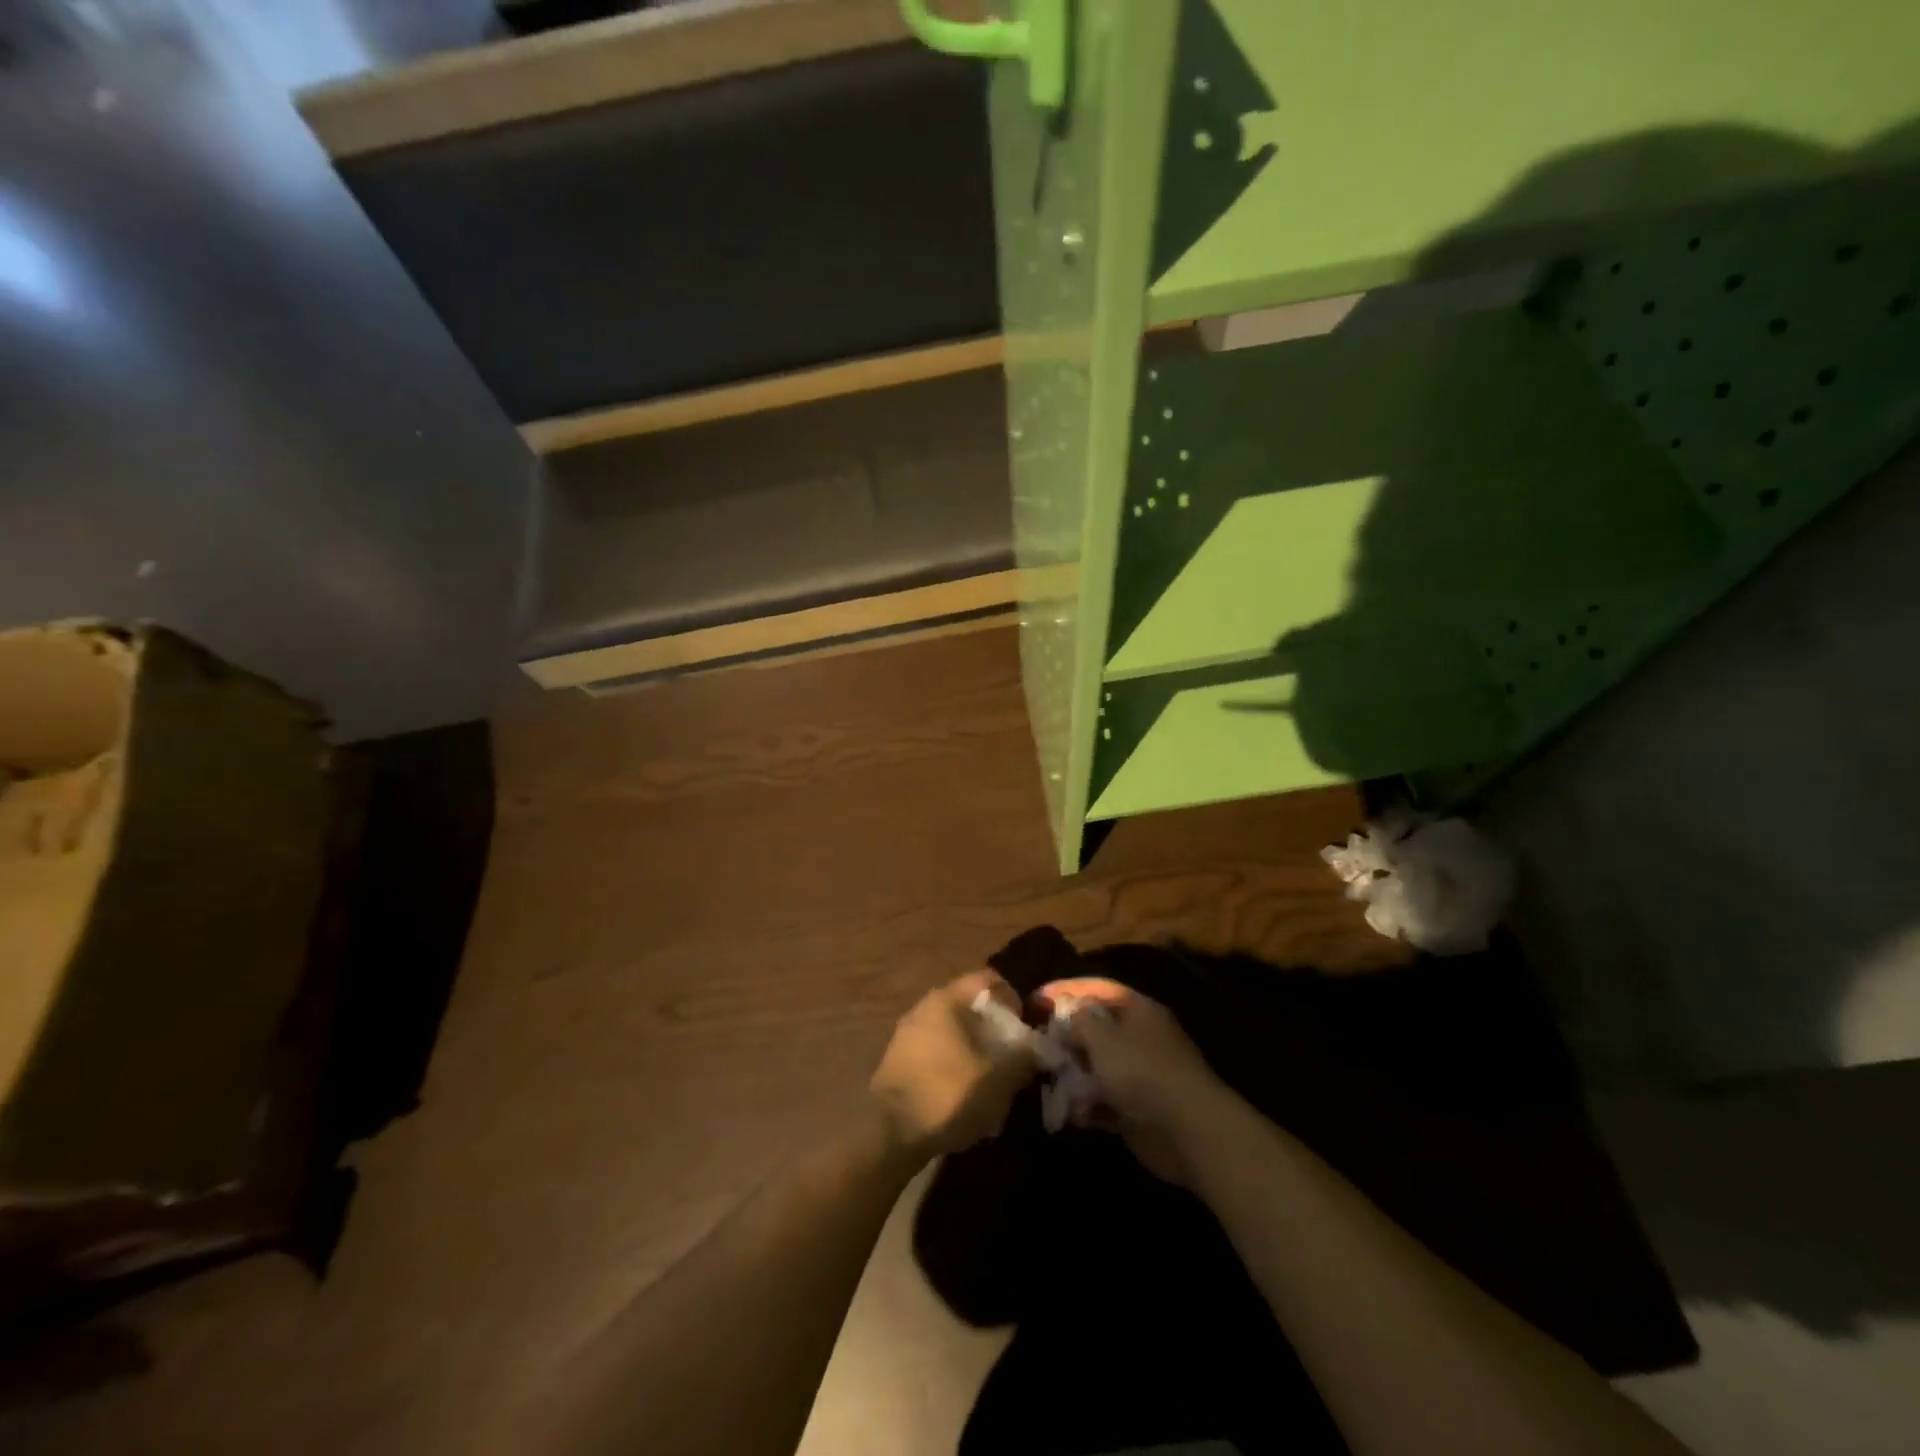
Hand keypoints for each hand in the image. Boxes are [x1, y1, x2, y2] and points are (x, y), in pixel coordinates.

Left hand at [869, 970, 1036, 1160]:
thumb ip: (1024, 1057)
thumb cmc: (948, 1094)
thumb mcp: (999, 1078)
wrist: (888, 1134)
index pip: (987, 979)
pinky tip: (964, 1095)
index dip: (1012, 998)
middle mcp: (923, 1007)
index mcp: (946, 999)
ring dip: (975, 1048)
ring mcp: (907, 1034)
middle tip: (1012, 1056)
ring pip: (953, 1030)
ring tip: (991, 1080)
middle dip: (994, 1027)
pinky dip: (955, 1064)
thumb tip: (1036, 1048)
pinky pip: (936, 1051)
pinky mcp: (898, 1061)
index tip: (1024, 1027)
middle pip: (969, 1005)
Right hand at [1038, 978, 1225, 1184]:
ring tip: (1050, 1082)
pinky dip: (1087, 1107)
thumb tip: (1067, 1018)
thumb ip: (1078, 1022)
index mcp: (1138, 1010)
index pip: (1098, 989)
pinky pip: (1104, 1102)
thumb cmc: (1142, 1071)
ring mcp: (1140, 1076)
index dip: (1066, 990)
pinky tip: (1072, 1114)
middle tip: (1038, 1044)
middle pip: (1096, 1029)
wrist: (1188, 1131)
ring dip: (1074, 1075)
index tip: (1036, 999)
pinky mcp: (1137, 1111)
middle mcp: (1140, 1038)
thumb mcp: (1102, 1037)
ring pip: (1097, 1067)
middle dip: (1067, 1037)